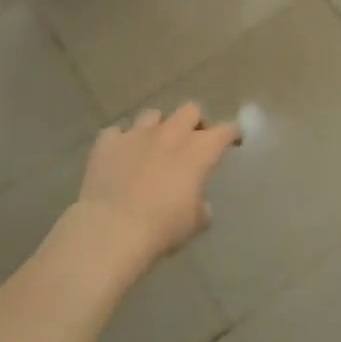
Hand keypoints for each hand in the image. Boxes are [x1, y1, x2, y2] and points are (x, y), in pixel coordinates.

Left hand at [75, 104, 240, 261]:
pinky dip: (121, 141)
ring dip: (157, 128)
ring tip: (153, 146)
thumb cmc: (163, 228)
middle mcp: (171, 134)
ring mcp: (137, 134)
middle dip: (194, 123)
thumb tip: (198, 203)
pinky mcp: (106, 143)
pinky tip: (120, 156)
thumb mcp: (194, 223)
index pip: (225, 130)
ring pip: (152, 115)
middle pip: (189, 110)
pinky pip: (116, 132)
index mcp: (200, 151)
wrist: (112, 230)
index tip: (233, 140)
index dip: (231, 134)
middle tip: (191, 142)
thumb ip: (201, 206)